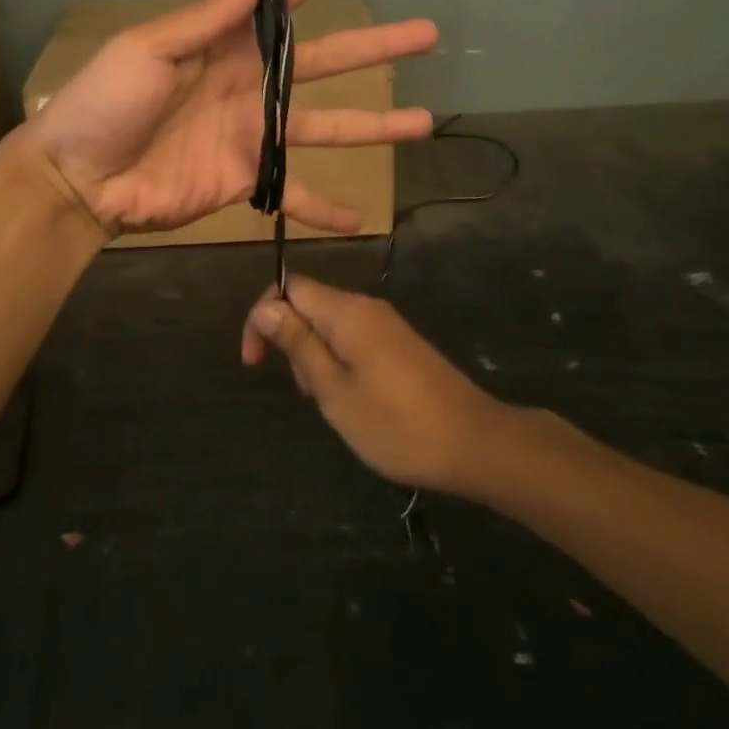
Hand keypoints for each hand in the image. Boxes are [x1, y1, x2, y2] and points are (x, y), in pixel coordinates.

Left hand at [27, 0, 438, 234]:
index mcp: (226, 43)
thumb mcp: (149, 50)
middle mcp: (251, 83)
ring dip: (376, 125)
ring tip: (423, 121)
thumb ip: (207, 18)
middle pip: (326, 61)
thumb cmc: (106, 104)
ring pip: (328, 126)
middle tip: (427, 33)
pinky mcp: (249, 179)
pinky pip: (294, 194)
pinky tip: (358, 219)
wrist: (79, 179)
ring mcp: (254, 133)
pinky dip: (323, 208)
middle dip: (376, 46)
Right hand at [241, 275, 513, 496]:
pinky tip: (352, 399)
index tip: (254, 363)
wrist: (474, 442)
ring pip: (331, 324)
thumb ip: (299, 344)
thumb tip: (267, 307)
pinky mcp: (399, 344)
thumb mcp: (335, 391)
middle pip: (310, 304)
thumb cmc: (397, 424)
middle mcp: (366, 307)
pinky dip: (338, 361)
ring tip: (330, 402)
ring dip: (314, 355)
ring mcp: (386, 324)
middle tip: (305, 392)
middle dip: (290, 340)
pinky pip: (353, 338)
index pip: (290, 287)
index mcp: (347, 311)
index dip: (263, 316)